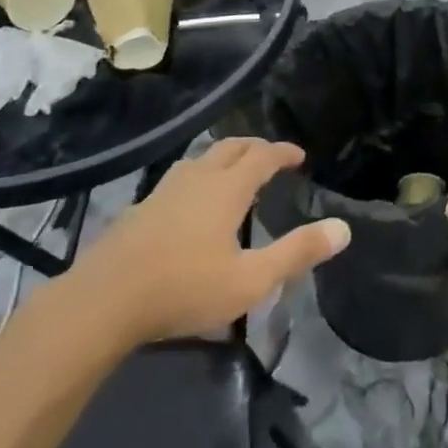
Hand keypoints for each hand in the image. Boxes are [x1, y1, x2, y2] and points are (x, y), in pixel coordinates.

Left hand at [71, 138, 349, 343]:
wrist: (104, 300)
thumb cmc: (184, 288)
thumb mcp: (251, 280)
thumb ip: (297, 253)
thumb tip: (343, 229)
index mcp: (227, 188)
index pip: (262, 156)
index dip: (283, 152)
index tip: (299, 155)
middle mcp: (198, 177)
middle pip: (230, 147)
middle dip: (254, 147)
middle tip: (271, 157)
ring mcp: (165, 190)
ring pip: (201, 158)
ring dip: (224, 157)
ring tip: (233, 172)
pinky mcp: (141, 208)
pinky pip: (180, 177)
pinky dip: (199, 175)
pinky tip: (191, 201)